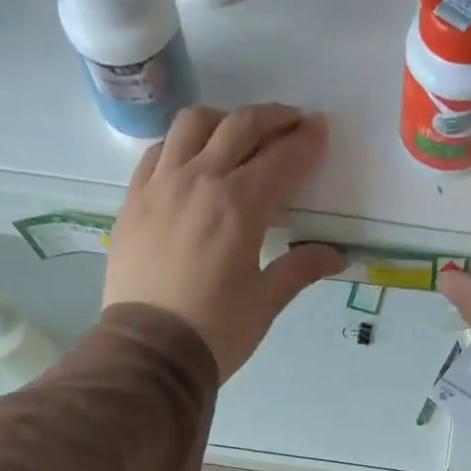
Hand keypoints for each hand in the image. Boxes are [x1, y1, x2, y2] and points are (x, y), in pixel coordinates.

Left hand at [104, 104, 344, 380]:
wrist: (148, 352)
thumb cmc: (215, 331)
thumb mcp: (265, 302)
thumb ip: (300, 269)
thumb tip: (336, 256)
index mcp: (239, 205)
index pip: (281, 159)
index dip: (306, 142)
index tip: (321, 131)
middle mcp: (199, 180)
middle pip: (240, 127)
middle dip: (274, 119)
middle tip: (294, 122)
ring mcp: (160, 185)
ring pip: (193, 124)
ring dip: (225, 120)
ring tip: (240, 133)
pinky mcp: (134, 199)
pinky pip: (159, 150)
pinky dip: (182, 142)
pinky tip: (192, 157)